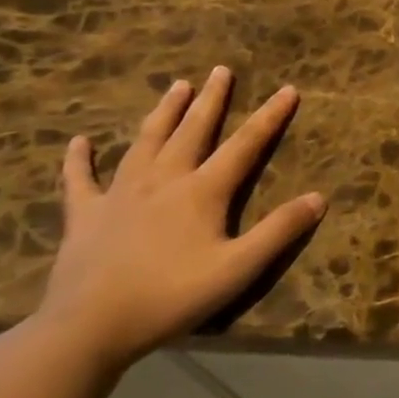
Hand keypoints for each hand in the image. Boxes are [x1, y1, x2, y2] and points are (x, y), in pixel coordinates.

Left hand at [32, 67, 324, 371]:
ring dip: (163, 113)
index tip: (288, 89)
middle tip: (220, 70)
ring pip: (146, 142)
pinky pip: (80, 180)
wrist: (89, 326)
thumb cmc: (172, 296)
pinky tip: (79, 142)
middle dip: (211, 99)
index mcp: (202, 191)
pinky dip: (79, 159)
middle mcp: (163, 180)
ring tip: (176, 86)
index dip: (270, 116)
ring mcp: (120, 194)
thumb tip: (319, 198)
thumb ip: (279, 231)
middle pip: (193, 131)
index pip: (245, 145)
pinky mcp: (85, 215)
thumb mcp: (239, 268)